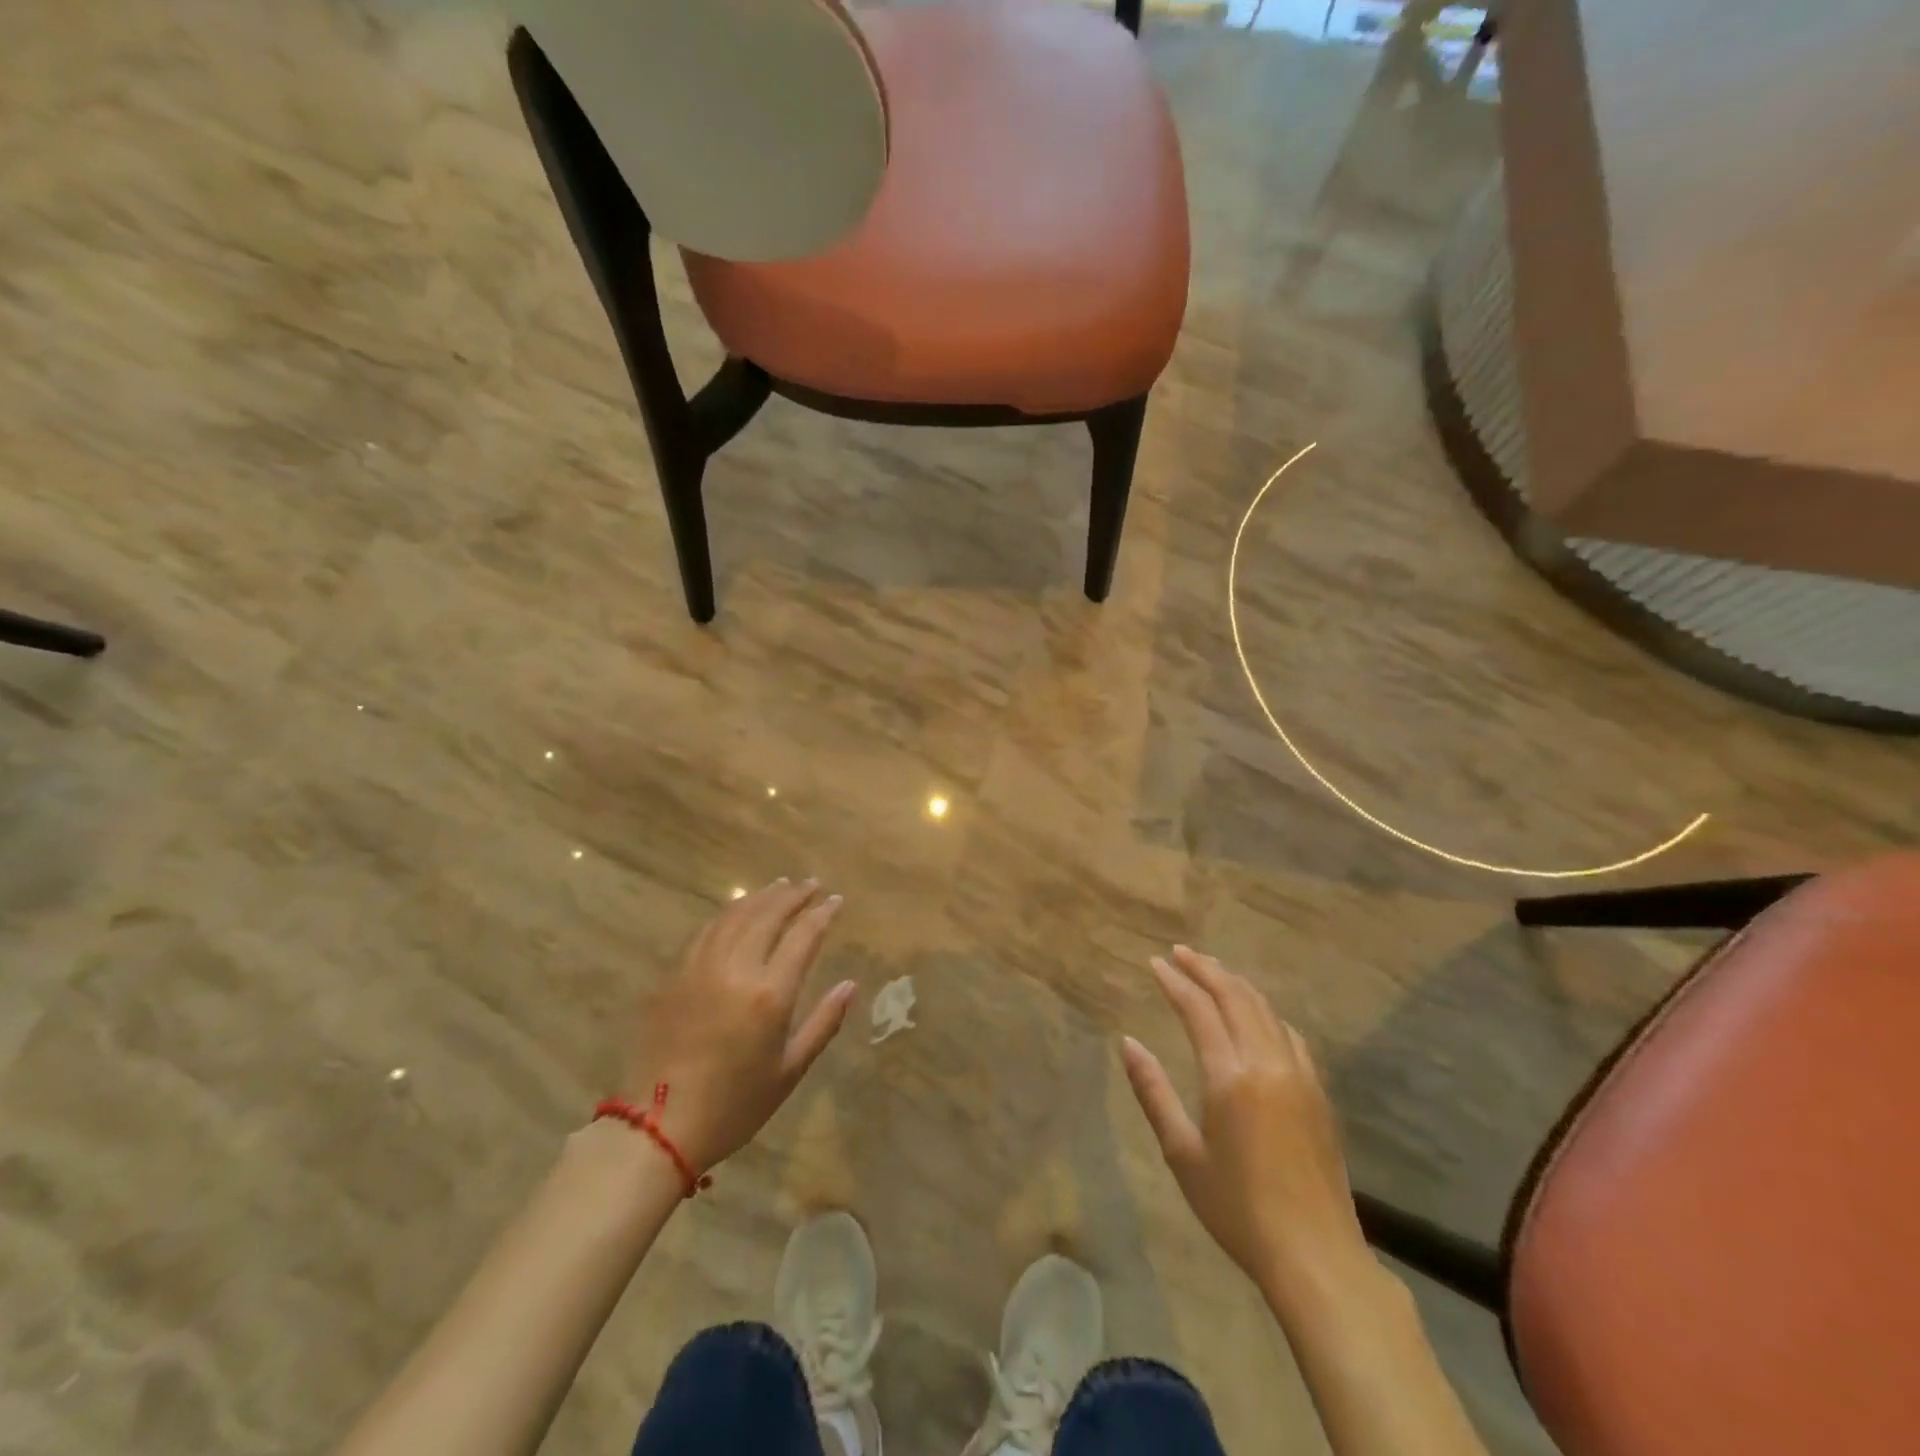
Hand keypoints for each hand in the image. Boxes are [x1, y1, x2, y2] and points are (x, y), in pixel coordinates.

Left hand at [624, 879, 855, 1173]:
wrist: (658, 1127)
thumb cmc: (734, 1105)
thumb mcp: (790, 1071)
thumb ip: (824, 1023)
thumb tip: (850, 985)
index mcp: (770, 994)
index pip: (803, 936)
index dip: (822, 913)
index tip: (836, 900)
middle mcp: (736, 969)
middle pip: (768, 915)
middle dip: (793, 895)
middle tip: (811, 883)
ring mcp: (700, 968)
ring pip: (735, 916)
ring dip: (761, 896)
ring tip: (780, 886)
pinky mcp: (674, 976)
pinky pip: (706, 932)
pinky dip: (728, 914)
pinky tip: (738, 911)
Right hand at [1122, 946, 1368, 1292]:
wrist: (1316, 1255)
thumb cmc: (1237, 1209)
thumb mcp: (1182, 1154)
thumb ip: (1153, 1092)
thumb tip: (1128, 1042)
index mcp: (1230, 1076)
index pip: (1199, 1009)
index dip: (1175, 981)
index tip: (1154, 962)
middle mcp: (1266, 1063)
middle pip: (1235, 997)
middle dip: (1205, 969)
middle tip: (1180, 953)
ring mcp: (1299, 1075)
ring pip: (1265, 1010)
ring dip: (1236, 984)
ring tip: (1212, 971)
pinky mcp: (1318, 1091)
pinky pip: (1289, 1034)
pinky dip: (1266, 1011)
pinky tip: (1256, 1014)